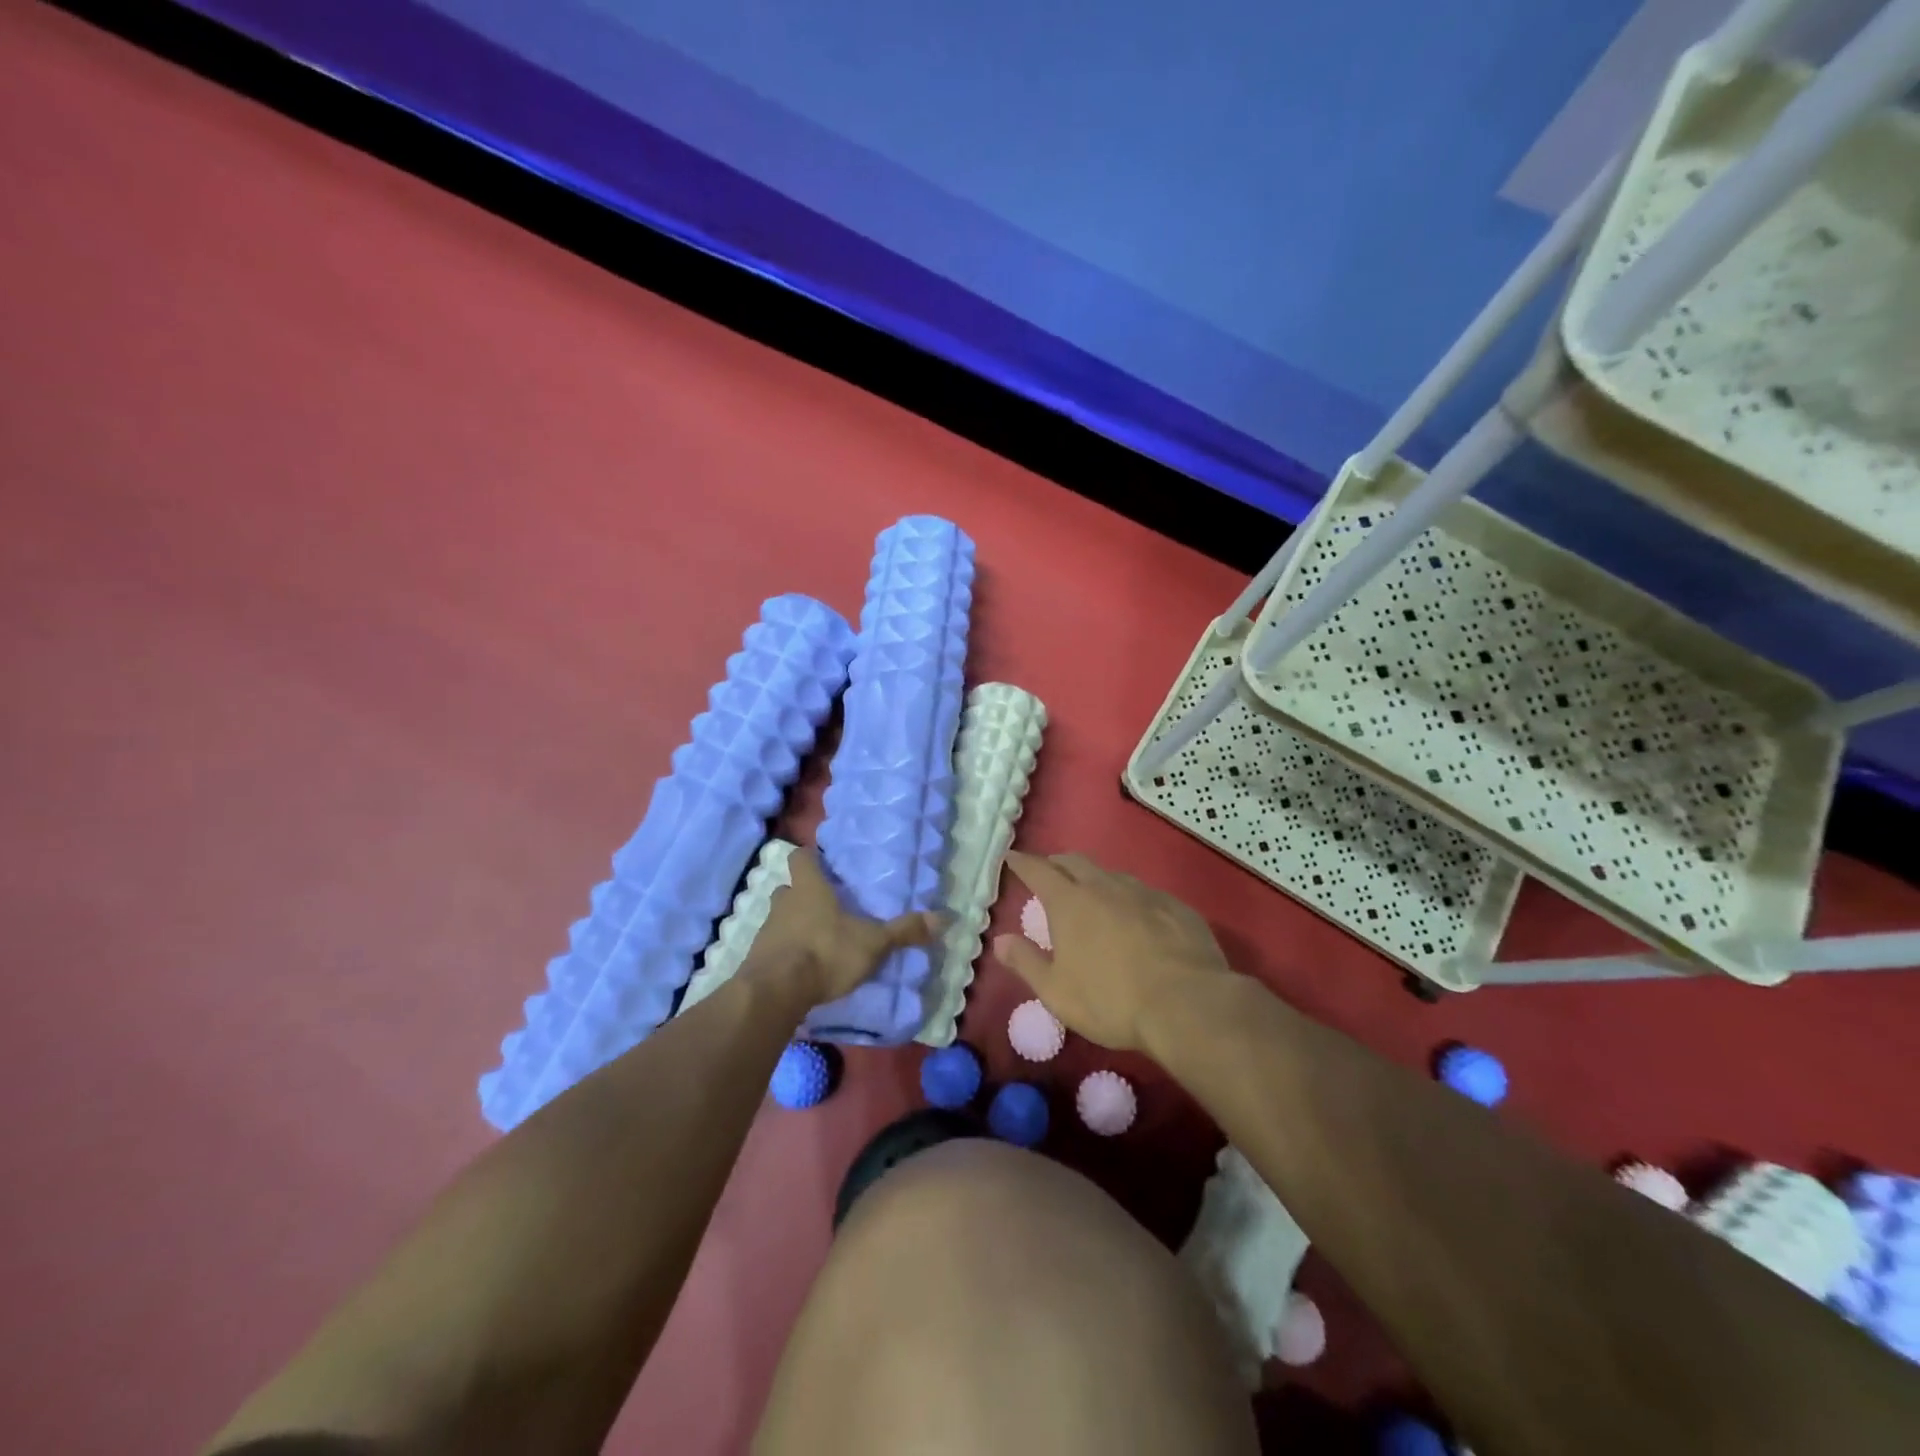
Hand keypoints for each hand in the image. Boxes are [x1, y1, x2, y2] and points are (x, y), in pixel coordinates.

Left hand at [748, 846, 941, 1007]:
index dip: (809, 858)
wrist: (776, 992)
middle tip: (824, 906)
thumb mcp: (873, 943)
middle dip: (802, 895)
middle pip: (788, 888)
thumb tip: (944, 918)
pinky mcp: (756, 959)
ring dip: (793, 925)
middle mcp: (783, 903)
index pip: (800, 858)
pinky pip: (772, 948)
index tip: (822, 864)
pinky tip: (801, 968)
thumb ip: (904, 931)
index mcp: (808, 888)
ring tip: (816, 940)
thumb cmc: (826, 952)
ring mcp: (765, 931)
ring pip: (778, 918)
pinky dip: (785, 953)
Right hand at [992, 851, 1234, 1051]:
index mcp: (1070, 903)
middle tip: (1049, 873)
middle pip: (1075, 862)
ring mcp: (1143, 893)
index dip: (1022, 862)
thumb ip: (1025, 962)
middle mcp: (1104, 887)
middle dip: (1057, 864)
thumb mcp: (1057, 992)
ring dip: (1095, 879)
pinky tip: (1136, 917)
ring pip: (1111, 875)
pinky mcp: (1176, 906)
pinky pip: (1145, 893)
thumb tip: (999, 941)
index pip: (1038, 870)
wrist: (1187, 1003)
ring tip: (1092, 895)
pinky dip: (1130, 899)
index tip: (1012, 857)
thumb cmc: (1111, 1000)